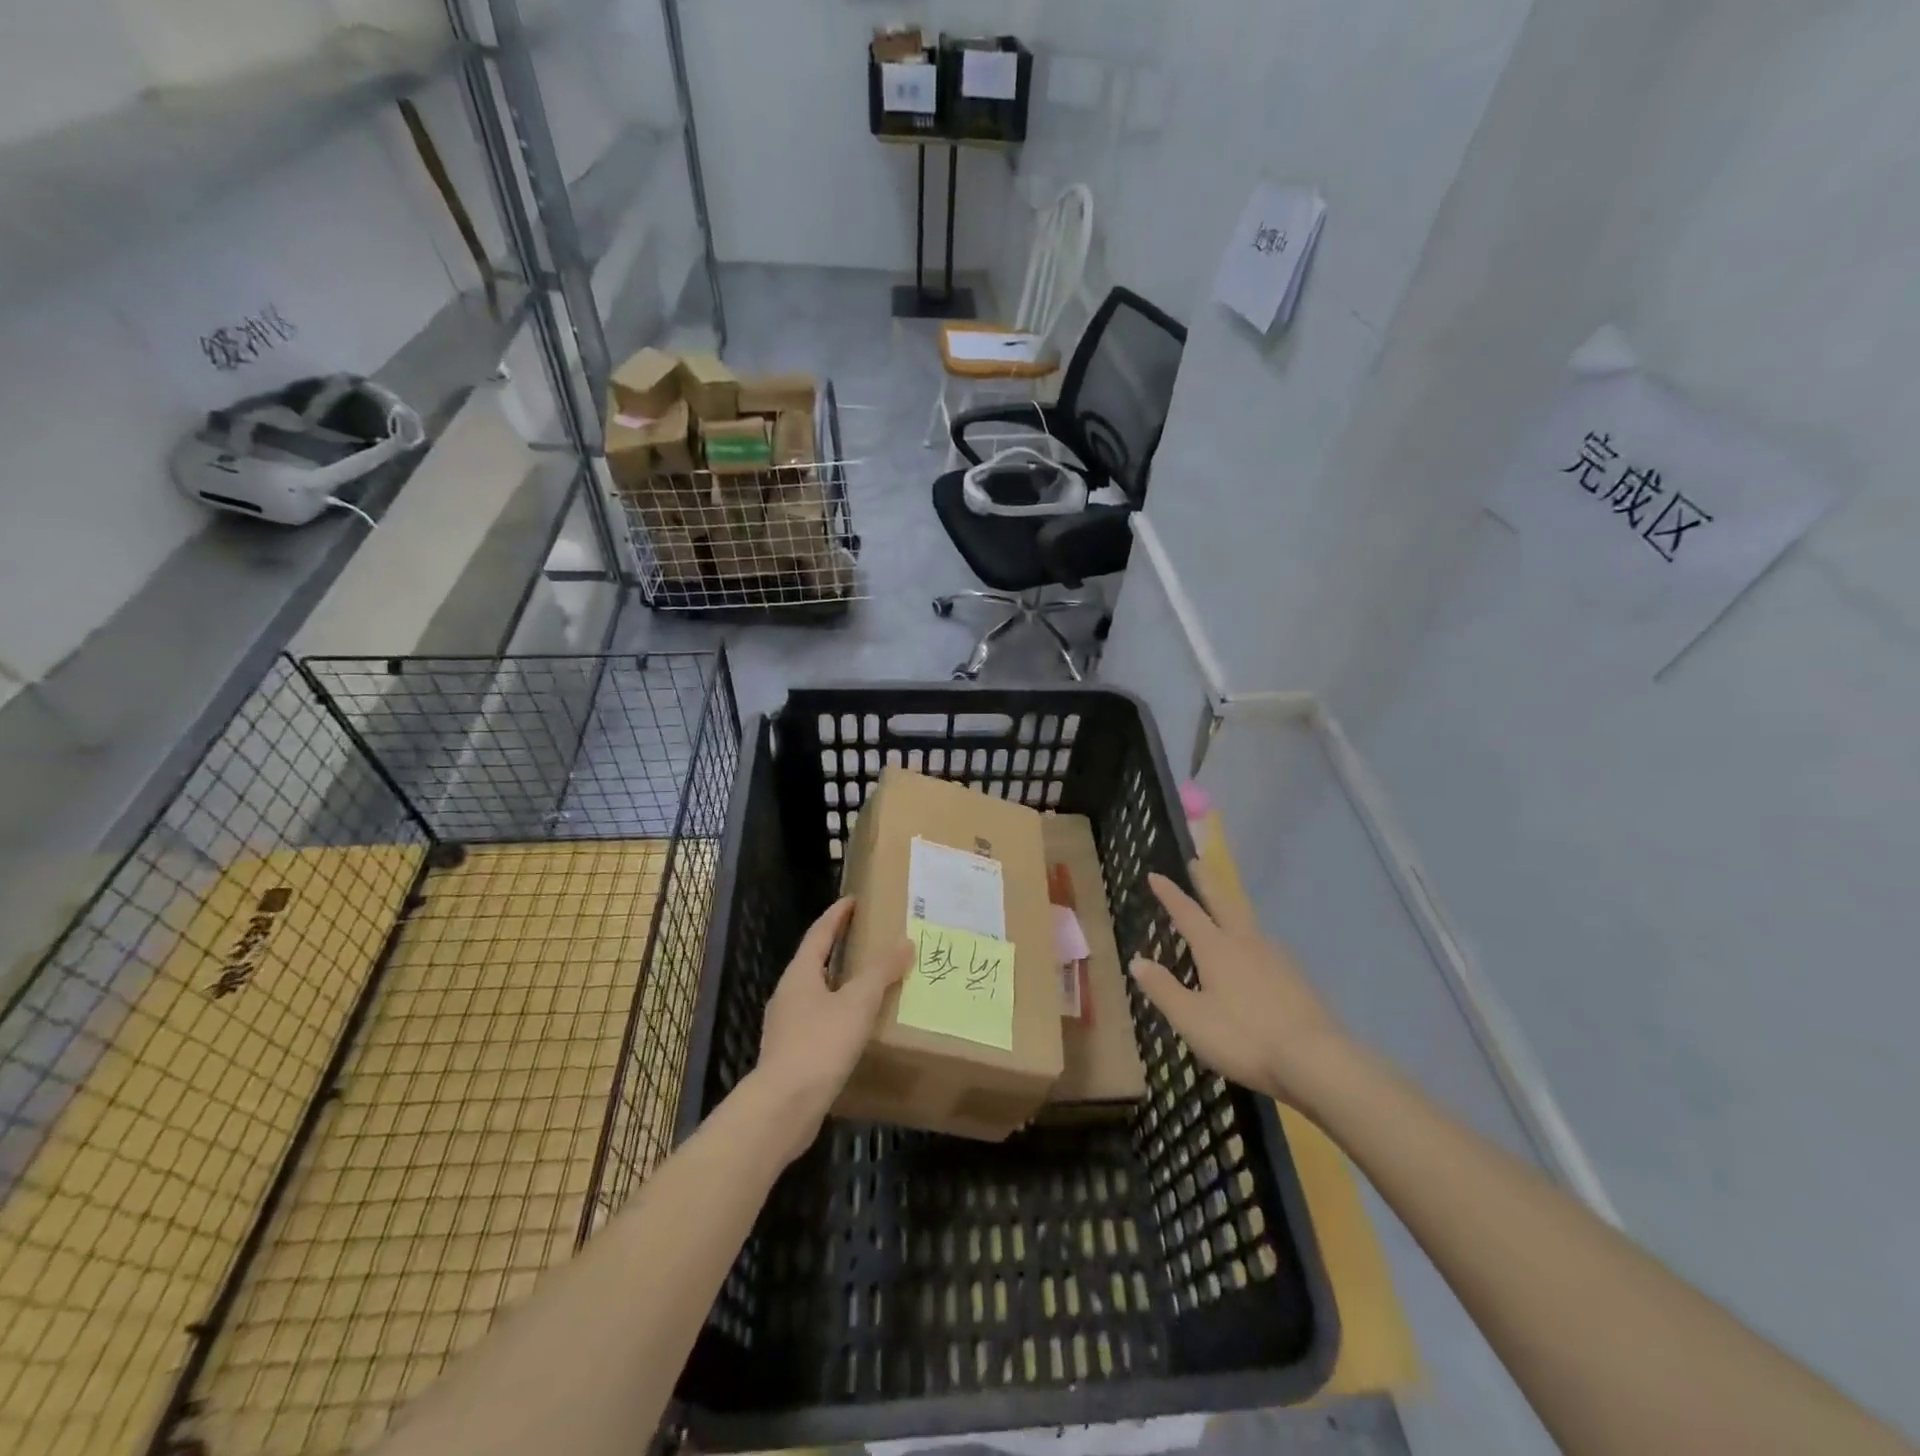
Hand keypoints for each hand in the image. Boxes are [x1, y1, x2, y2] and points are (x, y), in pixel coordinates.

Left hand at [752, 897, 910, 1158]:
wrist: (783, 1108)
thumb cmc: (819, 1045)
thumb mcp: (857, 1003)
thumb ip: (880, 972)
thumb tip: (904, 942)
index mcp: (800, 974)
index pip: (819, 933)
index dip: (837, 915)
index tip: (854, 900)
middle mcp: (789, 994)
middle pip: (815, 961)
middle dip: (840, 948)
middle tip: (869, 938)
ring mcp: (787, 1026)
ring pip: (818, 993)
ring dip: (841, 983)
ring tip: (871, 982)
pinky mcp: (792, 1054)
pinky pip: (820, 1021)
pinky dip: (840, 1014)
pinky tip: (858, 1027)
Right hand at [1129, 868, 1350, 1107]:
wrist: (1316, 1061)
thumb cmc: (1244, 1037)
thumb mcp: (1191, 1019)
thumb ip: (1163, 989)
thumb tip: (1136, 961)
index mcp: (1216, 949)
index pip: (1187, 912)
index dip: (1169, 893)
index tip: (1155, 874)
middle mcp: (1246, 943)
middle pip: (1224, 904)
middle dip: (1207, 883)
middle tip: (1197, 863)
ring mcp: (1276, 958)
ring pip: (1249, 923)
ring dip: (1232, 908)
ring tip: (1225, 908)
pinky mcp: (1297, 978)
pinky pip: (1266, 947)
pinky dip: (1252, 938)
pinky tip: (1257, 954)